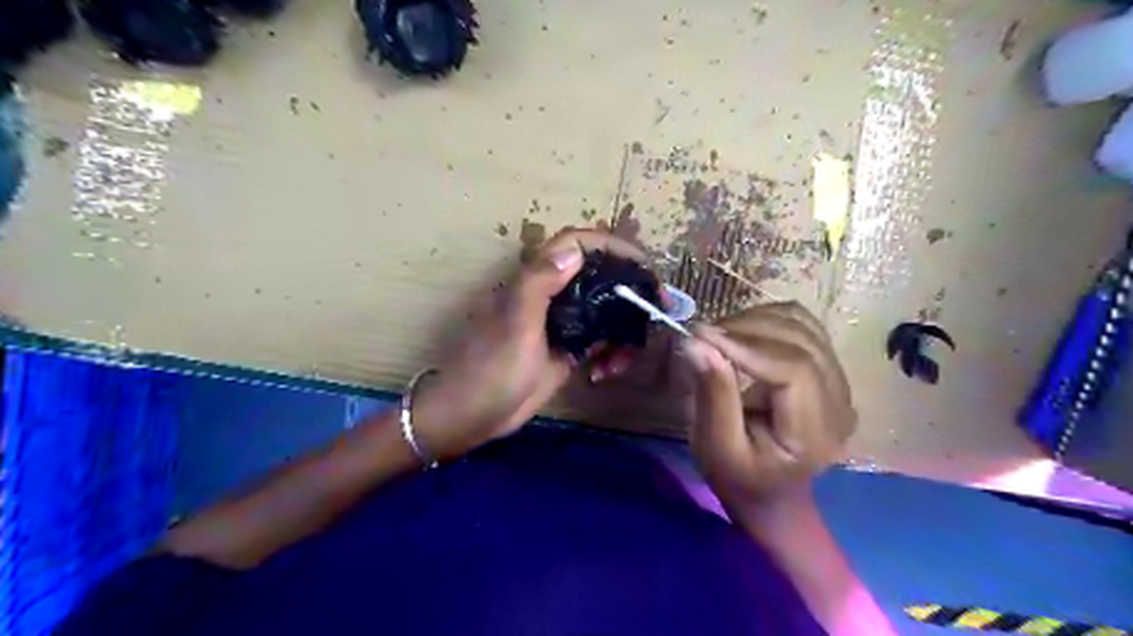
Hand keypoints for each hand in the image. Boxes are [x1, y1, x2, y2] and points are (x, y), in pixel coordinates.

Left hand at [414, 229, 644, 460]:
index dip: (613, 247)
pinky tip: (605, 374)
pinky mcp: (567, 351)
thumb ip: (540, 283)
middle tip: (657, 310)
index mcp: (538, 281)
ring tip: (626, 358)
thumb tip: (576, 250)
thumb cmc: (490, 369)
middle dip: (631, 291)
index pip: (579, 245)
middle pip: (601, 278)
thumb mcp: (516, 325)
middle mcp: (554, 296)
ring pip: (606, 312)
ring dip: (624, 330)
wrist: (471, 415)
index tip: (644, 266)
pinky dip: (611, 354)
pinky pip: (600, 342)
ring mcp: (562, 325)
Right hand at [675, 301, 853, 512]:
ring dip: (754, 320)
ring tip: (718, 336)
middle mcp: (839, 402)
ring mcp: (839, 382)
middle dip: (745, 328)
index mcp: (815, 434)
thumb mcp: (715, 447)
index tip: (700, 334)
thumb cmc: (739, 476)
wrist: (770, 490)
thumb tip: (697, 342)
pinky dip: (767, 319)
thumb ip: (712, 395)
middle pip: (800, 341)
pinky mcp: (829, 368)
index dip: (747, 346)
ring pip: (802, 325)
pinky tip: (741, 334)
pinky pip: (802, 324)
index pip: (793, 371)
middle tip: (702, 335)